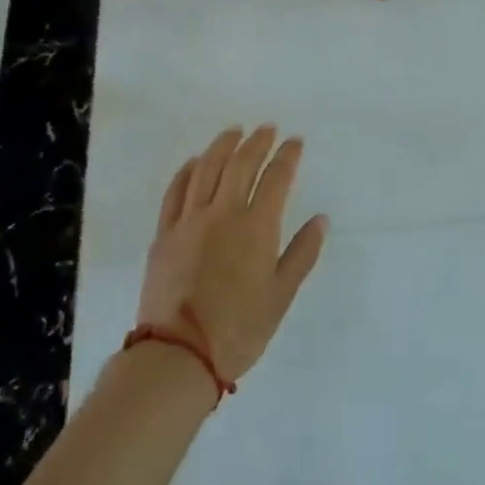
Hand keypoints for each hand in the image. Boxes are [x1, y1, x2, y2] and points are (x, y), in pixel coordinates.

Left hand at [138, 125, 327, 382]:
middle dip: (257, 142)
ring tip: (233, 132)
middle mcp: (223, 214)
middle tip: (267, 129)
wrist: (178, 355)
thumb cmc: (239, 329)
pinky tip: (195, 162)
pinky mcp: (164, 234)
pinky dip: (187, 171)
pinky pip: (175, 191)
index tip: (295, 141)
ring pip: (206, 169)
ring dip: (222, 146)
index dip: (287, 156)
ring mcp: (189, 221)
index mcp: (256, 227)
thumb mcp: (281, 295)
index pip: (276, 178)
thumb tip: (320, 219)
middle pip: (240, 164)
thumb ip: (302, 253)